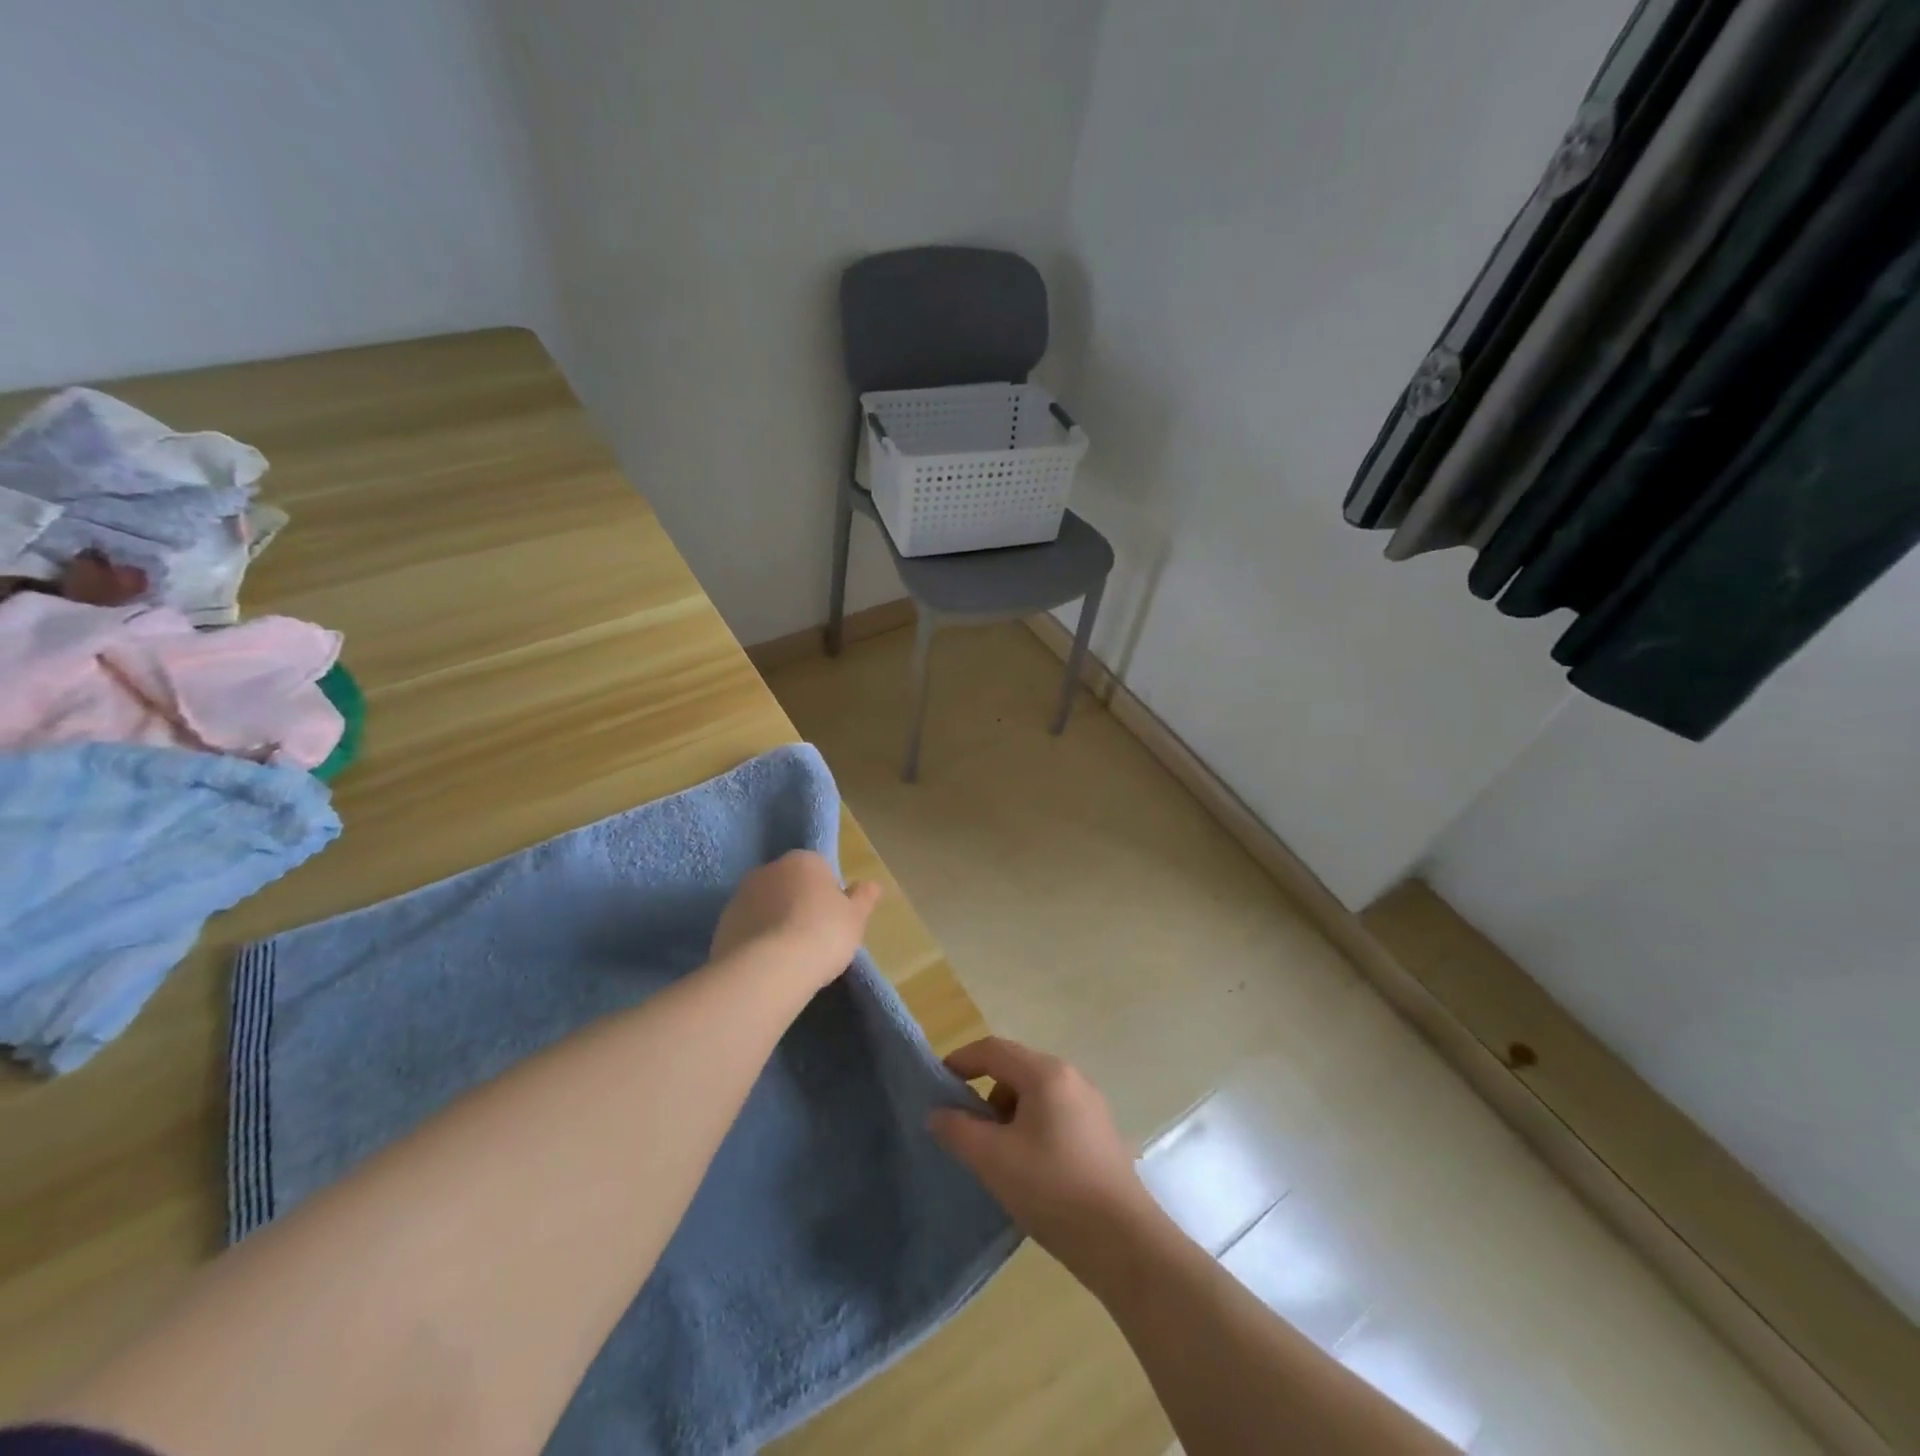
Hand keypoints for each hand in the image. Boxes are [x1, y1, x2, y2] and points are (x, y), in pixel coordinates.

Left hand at [710, 850, 881, 993]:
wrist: (769, 969)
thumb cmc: (823, 934)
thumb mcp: (855, 918)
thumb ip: (864, 898)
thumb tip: (872, 884)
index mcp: (804, 860)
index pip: (820, 870)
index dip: (829, 896)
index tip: (833, 921)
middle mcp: (769, 869)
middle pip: (790, 885)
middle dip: (798, 905)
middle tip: (813, 938)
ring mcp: (741, 895)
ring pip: (766, 906)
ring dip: (775, 922)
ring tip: (789, 956)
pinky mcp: (722, 923)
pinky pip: (747, 928)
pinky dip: (756, 941)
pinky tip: (767, 964)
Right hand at [929, 1037, 1151, 1266]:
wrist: (1123, 1241)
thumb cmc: (1052, 1189)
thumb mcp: (993, 1160)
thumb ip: (958, 1130)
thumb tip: (937, 1113)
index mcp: (1046, 1073)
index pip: (994, 1049)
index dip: (961, 1060)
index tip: (937, 1083)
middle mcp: (1071, 1078)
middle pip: (1015, 1069)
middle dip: (985, 1092)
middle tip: (964, 1126)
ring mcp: (1090, 1105)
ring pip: (1035, 1094)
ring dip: (1007, 1113)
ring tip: (995, 1153)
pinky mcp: (1100, 1133)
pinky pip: (1053, 1114)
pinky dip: (1030, 1127)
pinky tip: (1026, 1166)